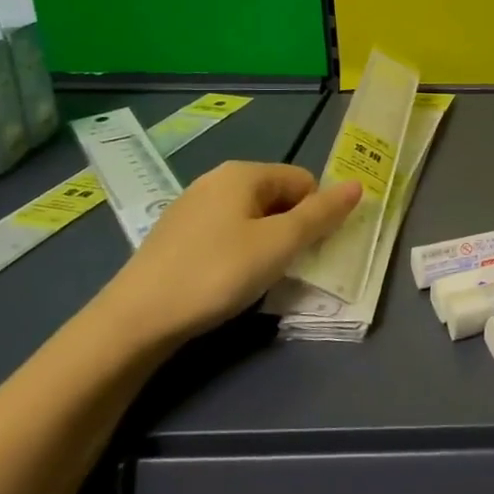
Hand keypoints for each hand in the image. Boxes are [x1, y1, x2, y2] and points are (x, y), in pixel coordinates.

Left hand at [100, 162, 361, 342]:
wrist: (135, 320)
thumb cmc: (217, 273)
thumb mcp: (280, 244)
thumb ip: (322, 214)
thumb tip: (358, 185)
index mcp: (243, 173)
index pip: (304, 181)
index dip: (313, 215)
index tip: (304, 251)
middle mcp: (216, 180)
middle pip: (278, 197)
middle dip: (290, 230)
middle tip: (283, 267)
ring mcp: (191, 207)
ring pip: (251, 218)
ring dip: (265, 244)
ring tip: (254, 278)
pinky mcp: (175, 236)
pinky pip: (225, 234)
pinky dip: (237, 254)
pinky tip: (225, 282)